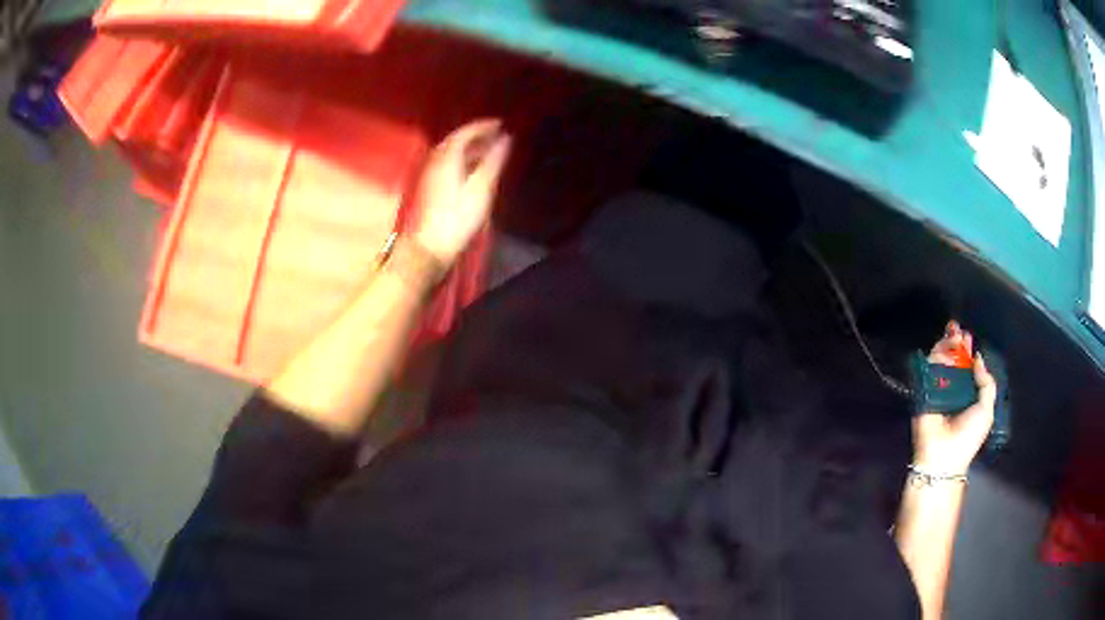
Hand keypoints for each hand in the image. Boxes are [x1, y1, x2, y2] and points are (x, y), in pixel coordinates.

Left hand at [412, 119, 511, 264]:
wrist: (431, 246)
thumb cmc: (458, 218)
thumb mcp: (481, 188)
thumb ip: (493, 161)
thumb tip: (506, 139)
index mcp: (448, 158)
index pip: (464, 133)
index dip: (483, 126)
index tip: (500, 123)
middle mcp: (437, 161)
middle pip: (456, 140)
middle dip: (477, 134)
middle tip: (497, 134)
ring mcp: (432, 174)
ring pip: (452, 151)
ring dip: (470, 146)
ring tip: (490, 148)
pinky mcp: (432, 186)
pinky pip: (449, 162)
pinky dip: (464, 157)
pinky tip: (474, 166)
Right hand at [912, 321, 996, 474]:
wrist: (945, 456)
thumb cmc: (969, 436)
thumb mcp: (986, 409)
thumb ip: (986, 383)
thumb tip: (977, 358)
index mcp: (967, 393)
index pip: (967, 366)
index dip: (968, 351)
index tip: (968, 337)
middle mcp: (952, 388)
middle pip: (953, 360)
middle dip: (955, 343)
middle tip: (957, 329)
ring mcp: (937, 389)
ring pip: (941, 361)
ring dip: (946, 345)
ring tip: (952, 334)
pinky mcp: (924, 392)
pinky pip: (929, 371)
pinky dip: (935, 357)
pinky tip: (943, 348)